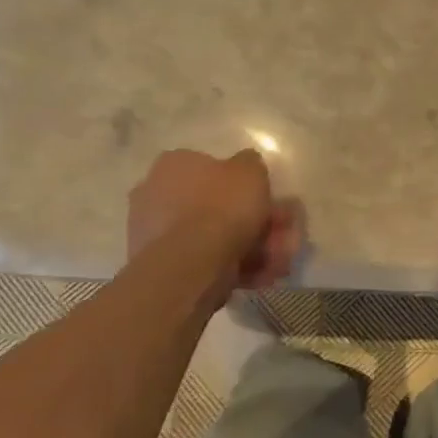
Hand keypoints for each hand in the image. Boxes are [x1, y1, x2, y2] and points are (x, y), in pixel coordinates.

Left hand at [128, 149, 300, 288]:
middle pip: (215, 205)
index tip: (267, 198)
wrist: (193, 262)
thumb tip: (246, 166)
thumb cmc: (223, 206)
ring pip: (214, 235)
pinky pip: (207, 259)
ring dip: (251, 244)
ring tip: (279, 257)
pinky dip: (236, 265)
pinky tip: (262, 273)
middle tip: (281, 230)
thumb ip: (250, 163)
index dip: (244, 184)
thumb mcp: (251, 170)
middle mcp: (156, 193)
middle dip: (252, 219)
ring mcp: (157, 232)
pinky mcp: (164, 264)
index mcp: (174, 164)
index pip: (211, 167)